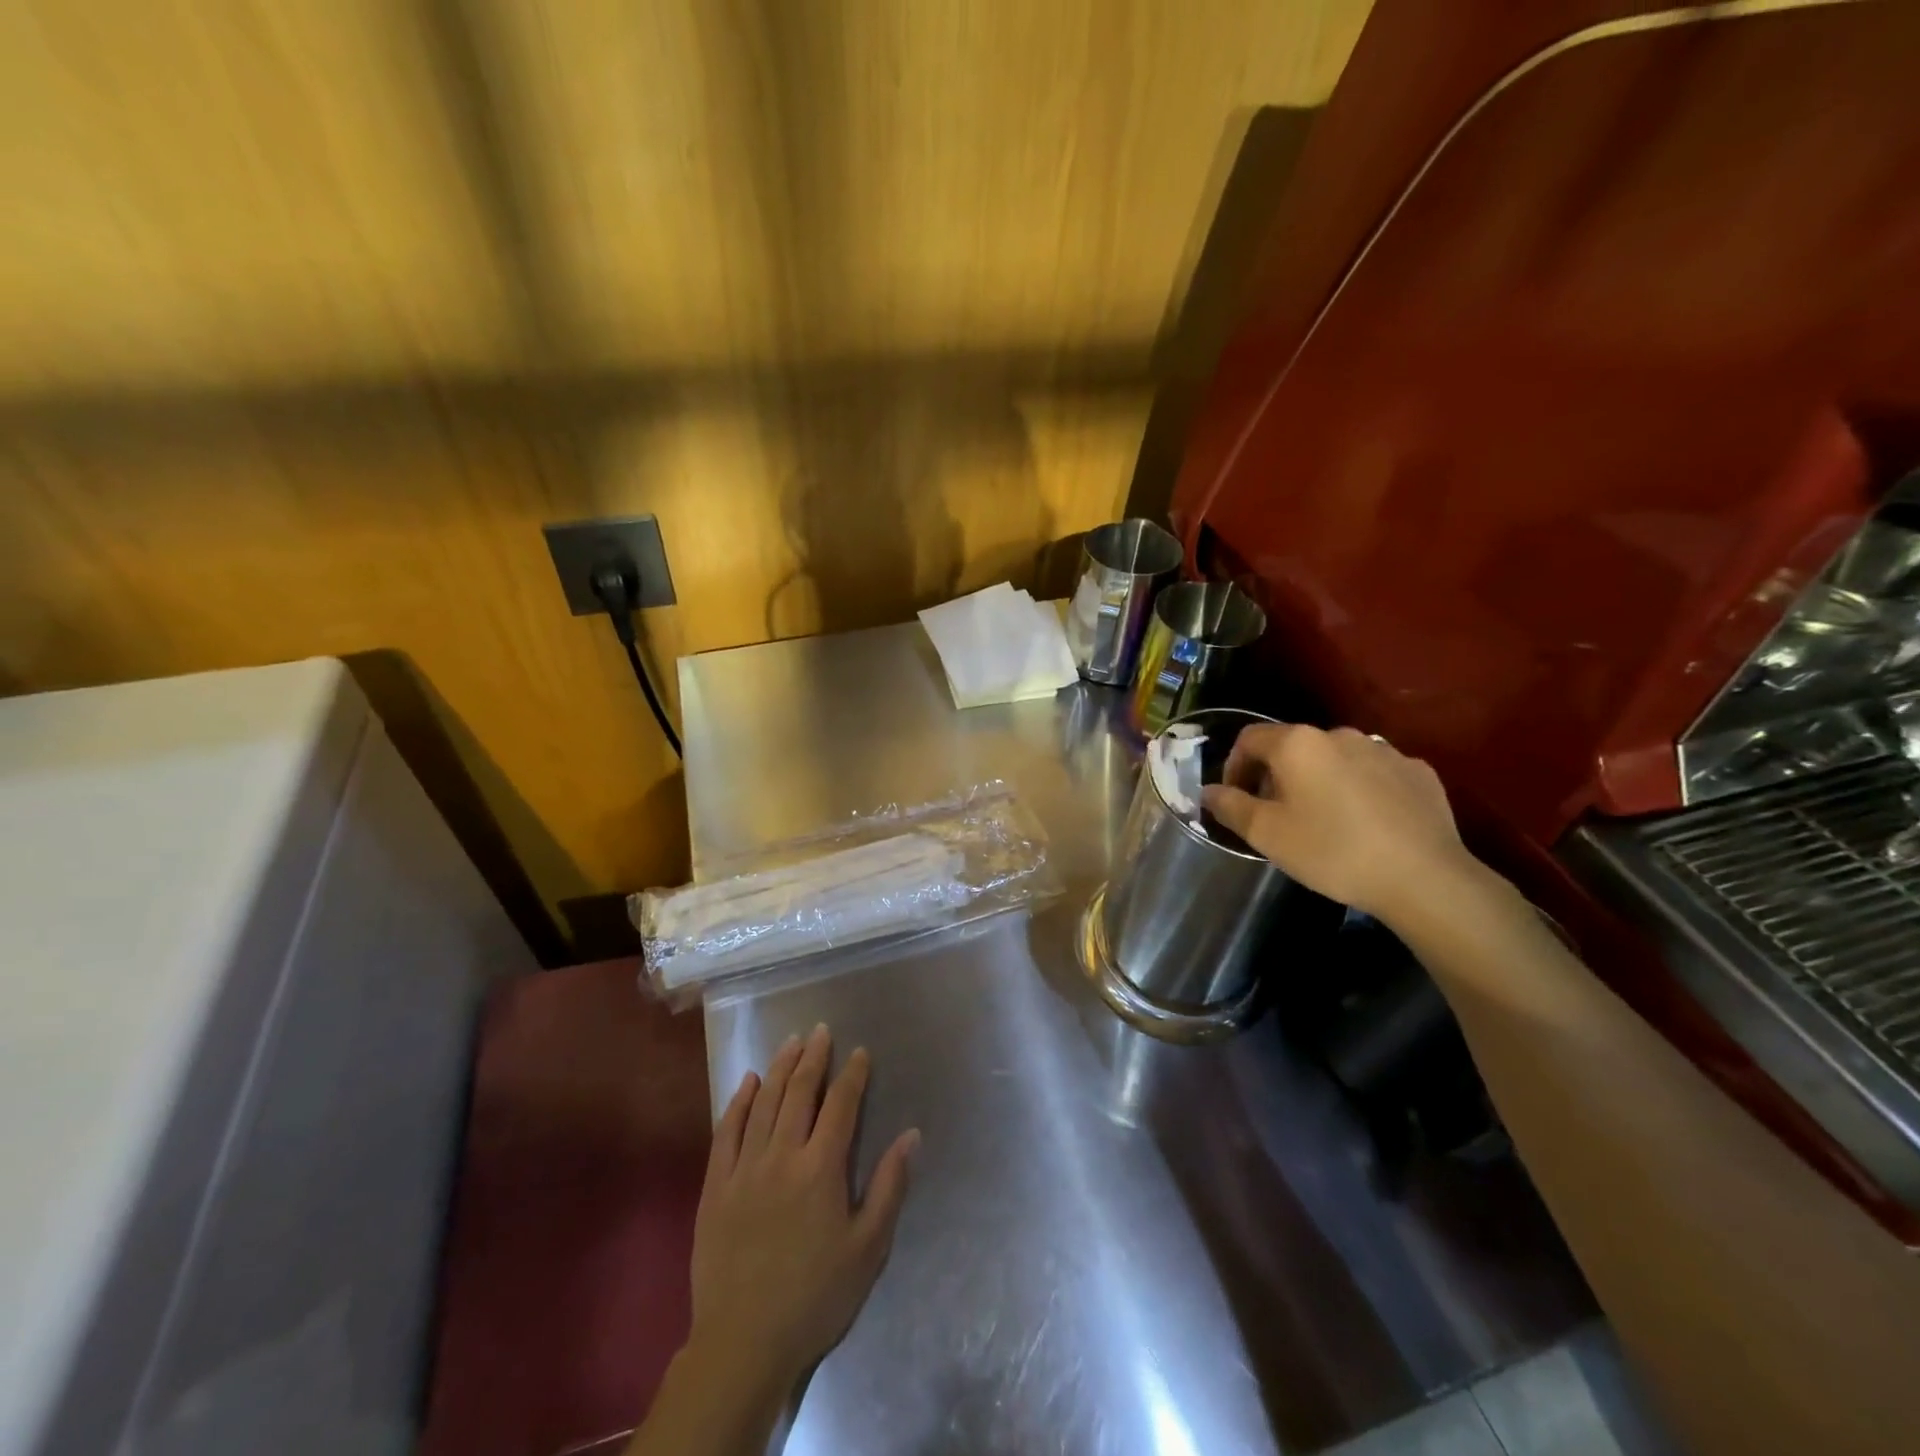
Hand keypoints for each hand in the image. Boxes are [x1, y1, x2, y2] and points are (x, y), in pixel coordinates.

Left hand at [688, 1025, 918, 1396]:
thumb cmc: (816, 1296)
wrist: (744, 1343)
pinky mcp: (715, 1186)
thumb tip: (911, 1134)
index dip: (853, 1075)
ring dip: (780, 1068)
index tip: (860, 1052)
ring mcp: (744, 1168)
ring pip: (764, 1103)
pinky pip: (726, 1132)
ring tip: (791, 1042)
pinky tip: (748, 1082)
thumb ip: (889, 1186)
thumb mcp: (868, 1248)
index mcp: (821, 1168)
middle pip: (800, 1092)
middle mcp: (782, 1155)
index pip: (841, 1105)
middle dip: (814, 1058)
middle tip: (821, 1031)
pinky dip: (739, 1102)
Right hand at [1201, 723, 1477, 924]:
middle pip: (1293, 747)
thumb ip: (1230, 806)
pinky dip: (1359, 789)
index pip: (1249, 739)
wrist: (1423, 877)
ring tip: (1323, 820)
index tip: (1235, 799)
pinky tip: (1365, 823)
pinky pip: (1374, 773)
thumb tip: (1208, 791)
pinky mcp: (1418, 771)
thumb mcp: (1266, 834)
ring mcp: (1384, 750)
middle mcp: (1340, 734)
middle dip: (1276, 775)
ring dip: (1319, 780)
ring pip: (1335, 759)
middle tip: (1275, 815)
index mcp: (1298, 744)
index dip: (1233, 766)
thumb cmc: (1331, 851)